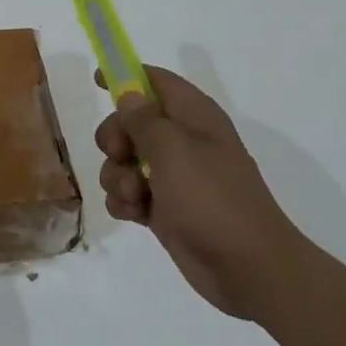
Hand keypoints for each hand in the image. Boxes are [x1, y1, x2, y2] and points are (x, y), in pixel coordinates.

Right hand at [95, 66, 306, 323]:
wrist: (248, 268)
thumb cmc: (212, 199)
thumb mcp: (174, 150)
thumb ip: (144, 119)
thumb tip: (129, 94)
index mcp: (193, 117)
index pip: (156, 81)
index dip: (126, 77)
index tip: (98, 81)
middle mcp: (182, 142)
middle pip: (129, 123)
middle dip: (115, 139)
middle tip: (121, 155)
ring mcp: (172, 177)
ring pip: (123, 162)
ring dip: (118, 177)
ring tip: (137, 197)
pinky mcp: (164, 209)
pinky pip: (128, 194)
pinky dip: (125, 203)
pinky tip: (136, 215)